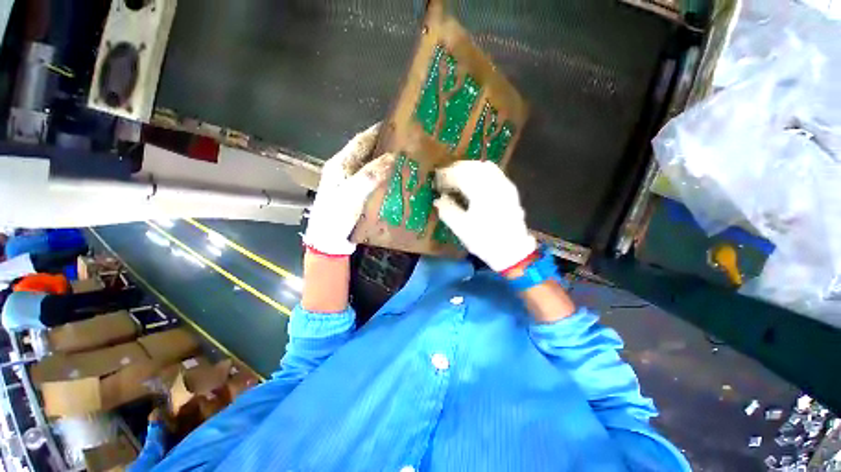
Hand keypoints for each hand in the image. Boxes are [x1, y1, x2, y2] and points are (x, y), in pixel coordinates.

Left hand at [303, 124, 394, 255]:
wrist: (329, 242)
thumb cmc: (336, 217)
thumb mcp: (351, 194)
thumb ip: (369, 175)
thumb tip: (392, 157)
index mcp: (340, 164)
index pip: (360, 141)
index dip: (377, 131)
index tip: (396, 125)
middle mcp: (345, 170)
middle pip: (366, 152)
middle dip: (385, 145)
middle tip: (407, 143)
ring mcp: (351, 183)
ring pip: (371, 166)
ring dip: (386, 161)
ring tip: (406, 159)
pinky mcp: (357, 194)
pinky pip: (373, 180)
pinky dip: (385, 176)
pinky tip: (397, 179)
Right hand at [434, 161, 535, 271]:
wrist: (512, 251)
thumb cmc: (485, 241)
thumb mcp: (461, 228)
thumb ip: (447, 210)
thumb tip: (438, 199)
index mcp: (481, 192)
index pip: (459, 175)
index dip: (445, 176)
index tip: (436, 182)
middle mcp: (494, 183)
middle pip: (472, 166)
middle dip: (455, 169)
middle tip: (444, 179)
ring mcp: (504, 185)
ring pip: (483, 166)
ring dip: (468, 168)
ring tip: (457, 178)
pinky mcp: (510, 190)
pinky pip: (493, 172)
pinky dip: (480, 172)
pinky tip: (474, 181)